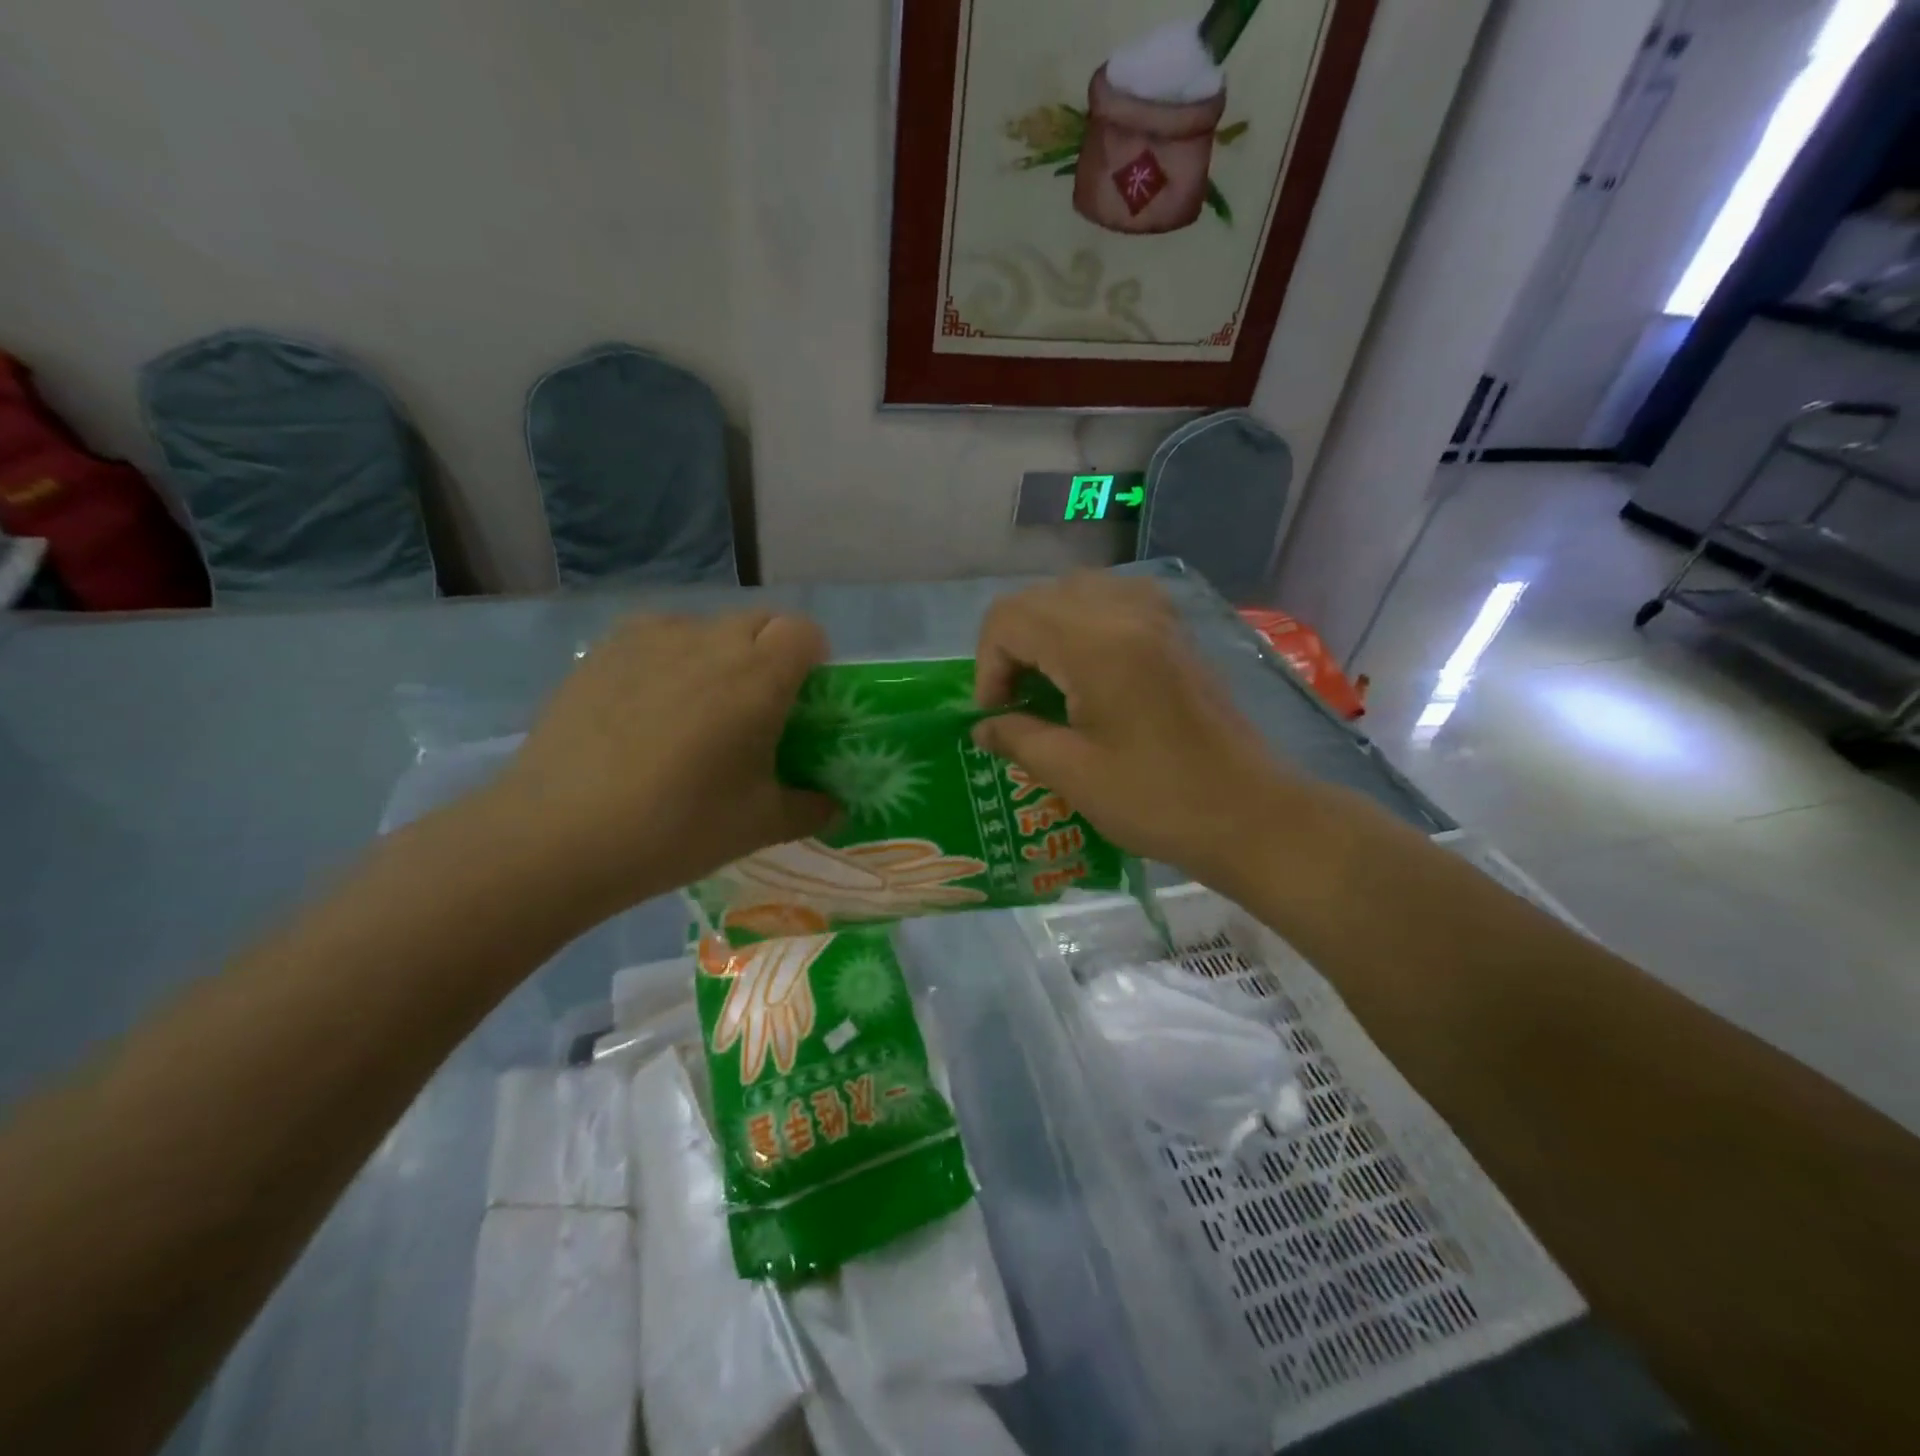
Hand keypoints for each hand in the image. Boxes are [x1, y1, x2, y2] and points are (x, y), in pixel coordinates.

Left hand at [482, 610, 835, 922]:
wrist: (558, 835)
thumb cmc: (677, 827)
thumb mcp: (759, 826)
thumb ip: (810, 808)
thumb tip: (834, 805)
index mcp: (758, 677)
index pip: (805, 631)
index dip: (812, 658)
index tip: (801, 699)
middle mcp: (709, 641)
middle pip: (758, 621)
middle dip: (769, 652)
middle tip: (754, 707)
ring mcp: (650, 640)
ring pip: (704, 626)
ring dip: (717, 653)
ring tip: (695, 707)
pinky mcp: (602, 650)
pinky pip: (655, 636)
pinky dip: (668, 658)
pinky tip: (646, 706)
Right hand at [972, 575, 1293, 883]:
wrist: (1250, 813)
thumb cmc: (1158, 800)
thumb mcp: (1074, 775)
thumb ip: (1018, 738)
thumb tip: (983, 727)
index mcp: (1096, 645)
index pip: (1009, 618)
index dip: (988, 665)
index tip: (998, 714)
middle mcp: (1126, 612)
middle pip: (1038, 598)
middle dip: (1011, 646)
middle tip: (1017, 701)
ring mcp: (1158, 616)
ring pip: (1075, 591)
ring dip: (1046, 630)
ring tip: (1049, 681)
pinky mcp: (1176, 630)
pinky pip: (1114, 599)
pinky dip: (1084, 622)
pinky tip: (1089, 666)